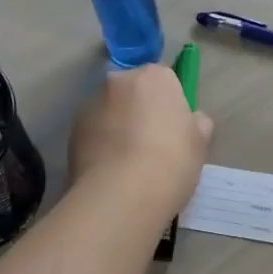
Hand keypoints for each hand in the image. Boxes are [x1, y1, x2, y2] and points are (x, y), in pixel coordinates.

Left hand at [67, 66, 213, 227]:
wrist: (121, 196)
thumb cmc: (170, 162)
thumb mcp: (200, 142)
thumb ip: (196, 122)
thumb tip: (192, 119)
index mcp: (155, 77)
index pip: (164, 79)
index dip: (169, 103)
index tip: (173, 128)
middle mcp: (120, 81)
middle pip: (133, 90)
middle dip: (139, 108)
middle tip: (151, 143)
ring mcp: (92, 103)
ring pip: (110, 109)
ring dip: (117, 124)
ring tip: (127, 162)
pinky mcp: (72, 129)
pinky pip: (93, 130)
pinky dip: (100, 142)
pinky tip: (109, 170)